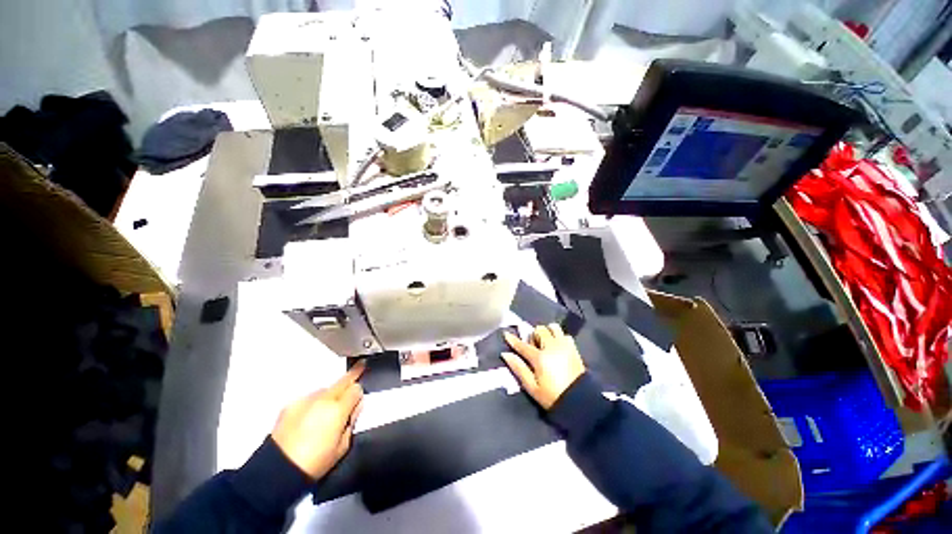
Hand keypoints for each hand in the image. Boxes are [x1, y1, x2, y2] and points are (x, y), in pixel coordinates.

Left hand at [271, 362, 364, 479]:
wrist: (278, 469)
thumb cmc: (316, 462)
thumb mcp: (343, 446)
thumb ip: (353, 421)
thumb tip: (356, 406)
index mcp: (338, 409)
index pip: (356, 389)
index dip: (359, 393)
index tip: (359, 397)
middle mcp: (324, 399)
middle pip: (343, 380)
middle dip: (353, 375)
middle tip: (361, 366)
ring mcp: (306, 399)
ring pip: (326, 389)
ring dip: (330, 395)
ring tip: (325, 411)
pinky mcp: (291, 404)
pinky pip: (309, 398)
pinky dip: (313, 403)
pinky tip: (309, 417)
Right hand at [503, 324, 585, 409]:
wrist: (579, 401)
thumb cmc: (552, 396)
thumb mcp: (532, 387)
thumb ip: (519, 368)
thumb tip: (506, 354)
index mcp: (540, 357)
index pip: (523, 345)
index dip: (513, 340)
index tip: (506, 334)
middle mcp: (552, 347)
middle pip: (540, 330)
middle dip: (534, 336)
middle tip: (533, 347)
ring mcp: (564, 346)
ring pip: (553, 328)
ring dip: (547, 333)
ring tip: (546, 344)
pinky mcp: (574, 348)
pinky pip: (564, 335)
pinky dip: (559, 338)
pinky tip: (557, 347)